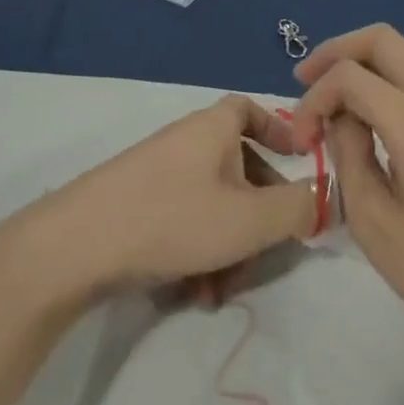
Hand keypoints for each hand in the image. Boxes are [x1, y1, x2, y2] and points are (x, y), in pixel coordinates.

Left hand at [9, 96, 318, 301]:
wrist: (75, 245)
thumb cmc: (173, 218)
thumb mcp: (249, 219)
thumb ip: (297, 208)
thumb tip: (328, 195)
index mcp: (214, 129)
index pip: (250, 109)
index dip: (279, 129)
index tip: (298, 160)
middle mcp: (186, 143)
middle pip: (238, 170)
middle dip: (256, 219)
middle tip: (263, 258)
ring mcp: (157, 174)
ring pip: (212, 206)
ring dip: (226, 249)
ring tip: (218, 294)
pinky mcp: (135, 205)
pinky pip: (182, 223)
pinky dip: (195, 254)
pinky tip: (191, 295)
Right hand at [289, 26, 403, 378]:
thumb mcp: (376, 226)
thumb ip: (349, 158)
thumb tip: (342, 120)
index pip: (348, 77)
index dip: (312, 101)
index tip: (301, 142)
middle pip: (381, 39)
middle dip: (337, 52)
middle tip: (308, 83)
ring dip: (374, 58)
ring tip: (350, 91)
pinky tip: (395, 106)